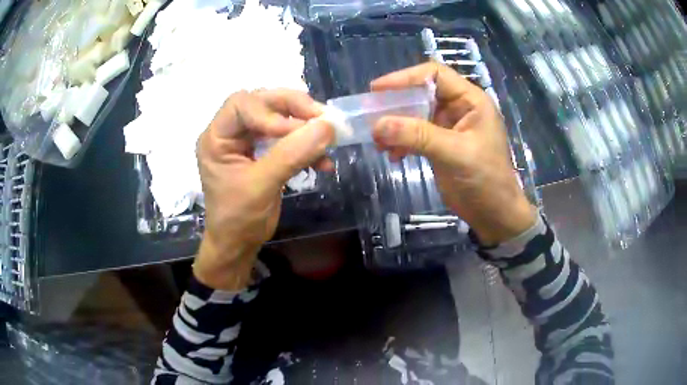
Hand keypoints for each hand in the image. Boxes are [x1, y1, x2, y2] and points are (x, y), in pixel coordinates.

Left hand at [194, 90, 333, 289]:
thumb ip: (291, 154)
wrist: (238, 245)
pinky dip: (306, 146)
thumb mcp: (261, 186)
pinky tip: (324, 162)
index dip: (271, 110)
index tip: (299, 129)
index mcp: (216, 138)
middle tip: (323, 118)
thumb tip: (327, 126)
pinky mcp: (262, 153)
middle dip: (293, 109)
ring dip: (303, 126)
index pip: (242, 104)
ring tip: (327, 138)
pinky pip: (286, 138)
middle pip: (262, 104)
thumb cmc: (239, 220)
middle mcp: (229, 133)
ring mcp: (246, 142)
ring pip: (277, 117)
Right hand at [371, 63, 535, 245]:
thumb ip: (418, 136)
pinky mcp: (441, 145)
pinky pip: (416, 135)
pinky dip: (402, 142)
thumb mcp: (455, 153)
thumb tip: (378, 125)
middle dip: (396, 104)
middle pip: (421, 93)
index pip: (435, 74)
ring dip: (396, 125)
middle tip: (371, 115)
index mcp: (470, 100)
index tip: (378, 90)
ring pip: (415, 115)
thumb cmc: (485, 179)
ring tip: (379, 141)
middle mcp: (459, 108)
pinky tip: (393, 155)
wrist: (494, 214)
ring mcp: (449, 127)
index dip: (406, 77)